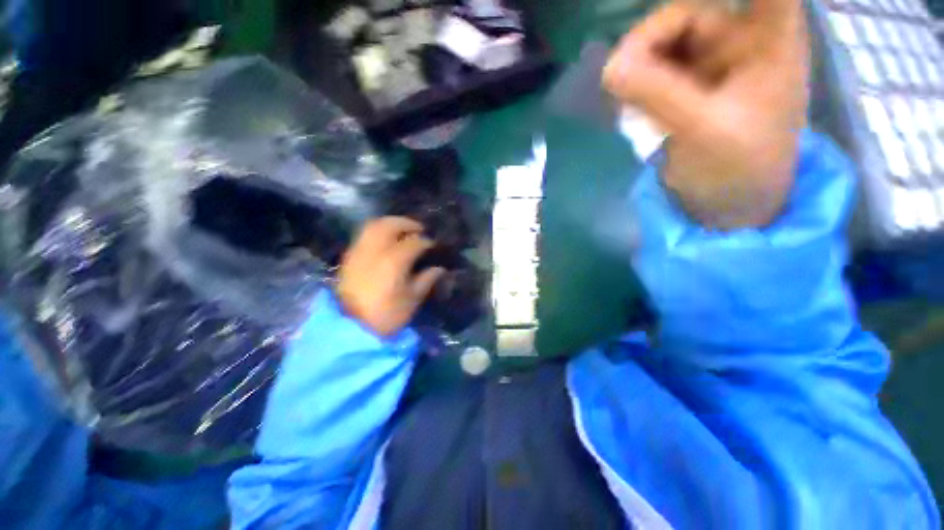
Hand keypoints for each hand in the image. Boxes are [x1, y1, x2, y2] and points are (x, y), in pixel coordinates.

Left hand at [337, 217, 445, 336]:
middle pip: (390, 225)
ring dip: (390, 223)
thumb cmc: (386, 316)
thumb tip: (439, 269)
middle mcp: (375, 250)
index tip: (434, 245)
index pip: (414, 242)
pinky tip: (386, 241)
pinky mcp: (349, 258)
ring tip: (402, 230)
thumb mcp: (412, 300)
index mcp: (394, 261)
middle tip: (419, 229)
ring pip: (373, 226)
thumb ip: (426, 280)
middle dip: (406, 223)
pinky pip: (364, 235)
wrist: (351, 328)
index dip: (426, 242)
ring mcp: (359, 252)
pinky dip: (377, 232)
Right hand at [603, 0, 808, 228]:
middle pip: (689, 12)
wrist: (729, 204)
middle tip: (617, 75)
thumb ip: (658, 94)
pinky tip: (628, 108)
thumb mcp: (702, 129)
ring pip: (665, 41)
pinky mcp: (689, 86)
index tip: (680, 17)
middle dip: (649, 40)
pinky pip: (655, 70)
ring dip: (638, 66)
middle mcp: (742, 39)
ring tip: (622, 98)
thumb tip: (610, 68)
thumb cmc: (737, 169)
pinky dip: (637, 84)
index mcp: (770, 38)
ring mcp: (713, 62)